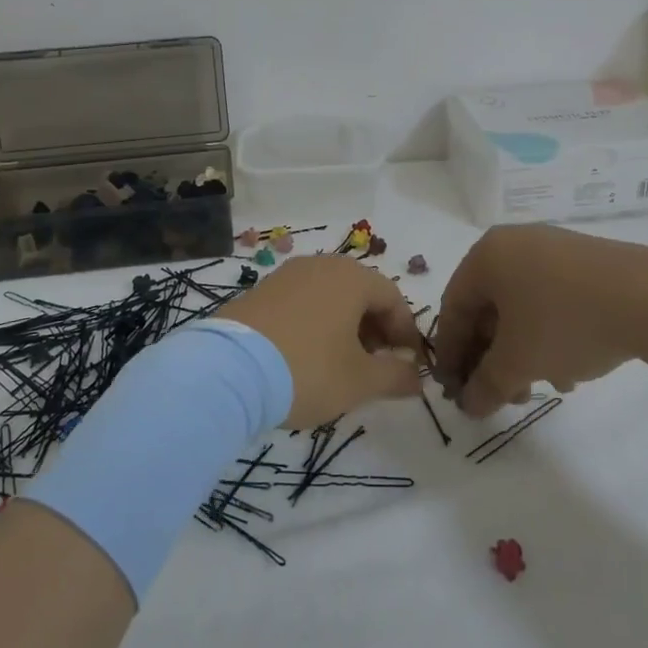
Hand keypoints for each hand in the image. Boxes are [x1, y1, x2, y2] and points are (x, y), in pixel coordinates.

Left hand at [216, 255, 423, 427]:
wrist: (229, 370)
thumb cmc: (308, 370)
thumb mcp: (360, 381)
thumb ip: (396, 376)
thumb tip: (417, 377)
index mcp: (351, 278)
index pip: (393, 298)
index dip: (406, 333)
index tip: (408, 365)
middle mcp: (319, 265)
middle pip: (360, 293)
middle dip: (375, 329)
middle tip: (376, 366)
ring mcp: (285, 276)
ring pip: (329, 297)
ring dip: (344, 327)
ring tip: (341, 364)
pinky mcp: (259, 292)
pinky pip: (301, 303)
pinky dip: (314, 324)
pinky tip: (307, 357)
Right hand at [432, 224, 647, 416]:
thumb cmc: (566, 322)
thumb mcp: (518, 361)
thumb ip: (485, 385)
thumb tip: (468, 404)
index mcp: (486, 256)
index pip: (454, 307)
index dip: (451, 353)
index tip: (455, 390)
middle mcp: (514, 244)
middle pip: (489, 307)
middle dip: (492, 357)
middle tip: (501, 394)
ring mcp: (553, 249)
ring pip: (522, 306)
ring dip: (523, 351)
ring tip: (543, 386)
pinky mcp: (586, 262)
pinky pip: (552, 299)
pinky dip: (550, 334)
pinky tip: (571, 368)